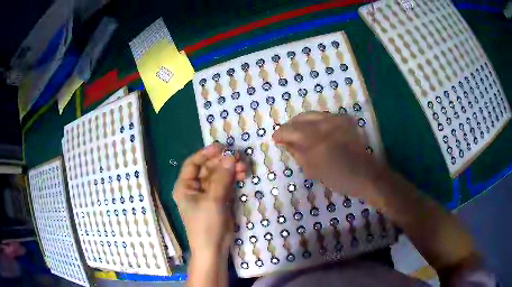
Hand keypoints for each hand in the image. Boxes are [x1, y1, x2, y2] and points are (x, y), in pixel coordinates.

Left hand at [172, 144, 246, 257]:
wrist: (214, 248)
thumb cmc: (206, 225)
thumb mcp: (212, 200)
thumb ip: (221, 178)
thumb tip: (230, 156)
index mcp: (185, 186)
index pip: (193, 163)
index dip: (206, 153)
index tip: (221, 147)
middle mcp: (194, 188)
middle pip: (208, 168)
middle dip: (222, 162)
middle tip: (238, 156)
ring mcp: (208, 194)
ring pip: (219, 176)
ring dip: (230, 170)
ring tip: (244, 166)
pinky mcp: (219, 200)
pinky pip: (225, 184)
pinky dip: (233, 179)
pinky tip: (242, 174)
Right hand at [273, 111, 387, 201]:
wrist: (366, 174)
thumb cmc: (338, 177)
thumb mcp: (313, 170)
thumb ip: (297, 153)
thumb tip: (285, 142)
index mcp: (316, 139)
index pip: (291, 129)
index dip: (281, 133)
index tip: (275, 139)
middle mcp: (325, 124)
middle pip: (301, 118)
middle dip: (290, 126)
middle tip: (286, 136)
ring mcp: (337, 120)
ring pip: (312, 115)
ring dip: (302, 123)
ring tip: (298, 134)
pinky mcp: (345, 121)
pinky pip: (324, 116)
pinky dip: (315, 122)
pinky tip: (314, 132)